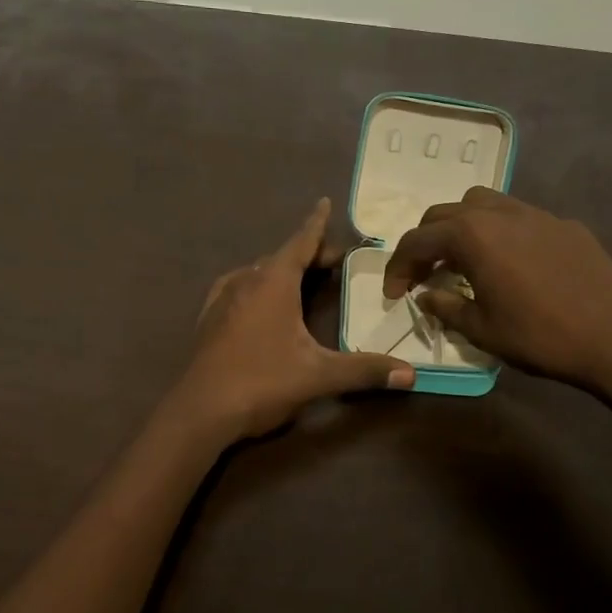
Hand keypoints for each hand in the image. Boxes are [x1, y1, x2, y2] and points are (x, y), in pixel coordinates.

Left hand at [172, 198, 413, 441]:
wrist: (200, 411)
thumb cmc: (262, 382)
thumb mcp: (319, 375)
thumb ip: (364, 370)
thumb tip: (411, 374)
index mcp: (273, 283)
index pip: (300, 242)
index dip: (315, 223)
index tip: (323, 201)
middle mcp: (246, 281)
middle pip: (281, 256)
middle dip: (308, 253)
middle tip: (334, 260)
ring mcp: (222, 299)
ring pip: (257, 272)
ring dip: (281, 269)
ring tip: (301, 278)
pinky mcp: (209, 319)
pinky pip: (238, 288)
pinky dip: (257, 285)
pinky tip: (258, 300)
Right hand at [381, 188, 611, 398]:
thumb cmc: (539, 336)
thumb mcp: (481, 329)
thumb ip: (446, 307)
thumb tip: (426, 296)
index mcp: (472, 236)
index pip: (417, 241)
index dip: (398, 267)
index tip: (394, 294)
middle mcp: (499, 213)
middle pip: (445, 214)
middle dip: (425, 242)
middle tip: (422, 275)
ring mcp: (536, 214)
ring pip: (483, 204)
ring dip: (461, 227)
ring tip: (463, 259)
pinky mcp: (565, 224)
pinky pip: (519, 218)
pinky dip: (500, 233)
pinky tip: (512, 264)